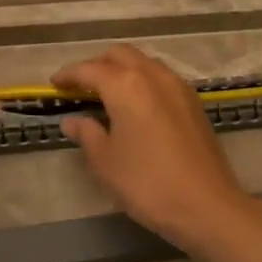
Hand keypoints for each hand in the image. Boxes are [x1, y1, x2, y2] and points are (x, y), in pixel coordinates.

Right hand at [52, 45, 251, 249]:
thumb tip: (72, 121)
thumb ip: (87, 134)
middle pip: (120, 55)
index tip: (55, 84)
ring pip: (144, 63)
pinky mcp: (194, 103)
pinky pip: (161, 78)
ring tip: (107, 94)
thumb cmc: (147, 183)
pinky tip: (137, 106)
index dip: (69, 75)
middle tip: (80, 86)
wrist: (207, 206)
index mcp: (126, 85)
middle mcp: (153, 75)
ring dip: (123, 70)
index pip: (90, 69)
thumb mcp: (106, 162)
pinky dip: (143, 81)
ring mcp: (178, 86)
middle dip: (97, 65)